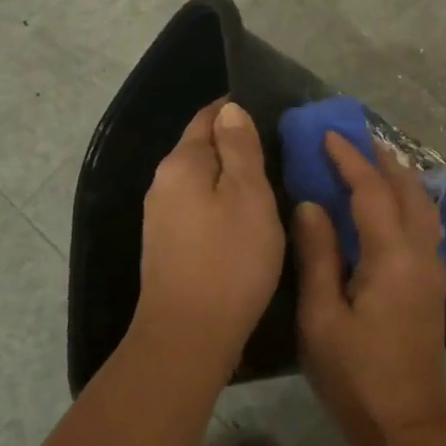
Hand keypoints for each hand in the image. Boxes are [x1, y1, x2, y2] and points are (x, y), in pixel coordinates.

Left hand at [135, 100, 284, 373]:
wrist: (189, 335)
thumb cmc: (229, 259)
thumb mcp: (249, 195)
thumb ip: (240, 148)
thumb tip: (230, 110)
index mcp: (181, 163)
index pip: (208, 118)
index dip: (239, 110)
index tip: (276, 114)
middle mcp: (163, 184)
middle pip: (203, 149)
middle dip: (238, 144)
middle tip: (282, 151)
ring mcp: (162, 218)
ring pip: (203, 181)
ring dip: (233, 178)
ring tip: (273, 184)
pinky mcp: (169, 246)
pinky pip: (200, 209)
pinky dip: (224, 204)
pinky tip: (248, 220)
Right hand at [292, 132, 445, 445]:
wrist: (406, 421)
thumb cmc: (355, 374)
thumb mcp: (322, 317)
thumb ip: (318, 255)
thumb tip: (311, 204)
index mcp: (391, 256)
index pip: (371, 191)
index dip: (350, 159)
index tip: (328, 135)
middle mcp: (420, 252)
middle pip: (407, 189)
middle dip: (381, 159)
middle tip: (354, 138)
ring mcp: (433, 268)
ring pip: (423, 205)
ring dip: (400, 177)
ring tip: (375, 160)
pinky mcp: (433, 283)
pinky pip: (426, 224)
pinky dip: (410, 200)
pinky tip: (394, 204)